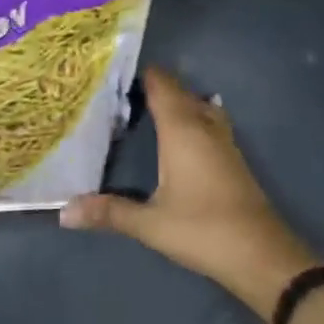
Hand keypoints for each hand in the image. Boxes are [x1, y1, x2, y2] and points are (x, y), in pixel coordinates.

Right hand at [60, 67, 317, 317]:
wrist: (260, 253)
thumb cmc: (202, 229)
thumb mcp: (150, 223)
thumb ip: (109, 212)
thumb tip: (64, 211)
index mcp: (182, 129)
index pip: (161, 85)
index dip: (141, 74)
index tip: (113, 71)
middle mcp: (203, 124)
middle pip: (179, 91)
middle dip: (154, 85)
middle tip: (120, 90)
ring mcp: (223, 139)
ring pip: (197, 104)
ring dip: (176, 100)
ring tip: (146, 107)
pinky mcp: (232, 155)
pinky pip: (208, 119)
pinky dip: (190, 116)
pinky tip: (178, 134)